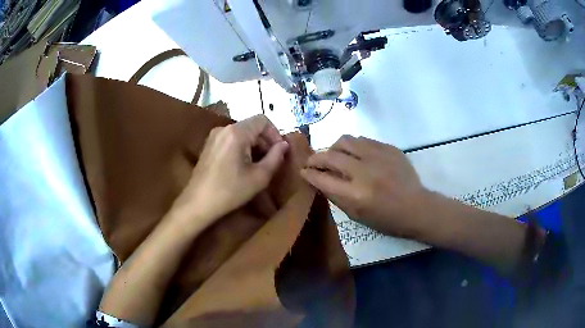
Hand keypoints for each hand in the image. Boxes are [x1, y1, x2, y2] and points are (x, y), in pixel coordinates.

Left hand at [173, 115, 288, 225]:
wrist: (198, 203)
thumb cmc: (230, 191)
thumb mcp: (259, 177)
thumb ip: (276, 157)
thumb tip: (284, 144)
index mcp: (236, 132)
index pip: (263, 120)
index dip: (275, 133)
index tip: (279, 151)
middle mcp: (224, 128)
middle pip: (251, 126)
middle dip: (265, 141)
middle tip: (271, 160)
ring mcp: (214, 136)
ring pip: (241, 133)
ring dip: (254, 145)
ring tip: (258, 165)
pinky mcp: (209, 145)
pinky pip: (231, 139)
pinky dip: (241, 147)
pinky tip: (242, 165)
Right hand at [300, 135, 430, 238]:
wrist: (416, 207)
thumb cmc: (386, 218)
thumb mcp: (357, 215)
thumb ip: (336, 196)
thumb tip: (320, 180)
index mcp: (355, 195)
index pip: (322, 179)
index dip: (309, 174)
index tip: (303, 171)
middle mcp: (364, 172)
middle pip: (329, 156)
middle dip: (315, 158)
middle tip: (312, 161)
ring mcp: (377, 156)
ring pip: (345, 141)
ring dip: (334, 148)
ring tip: (334, 155)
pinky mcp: (388, 148)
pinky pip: (362, 140)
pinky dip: (353, 146)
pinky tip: (355, 154)